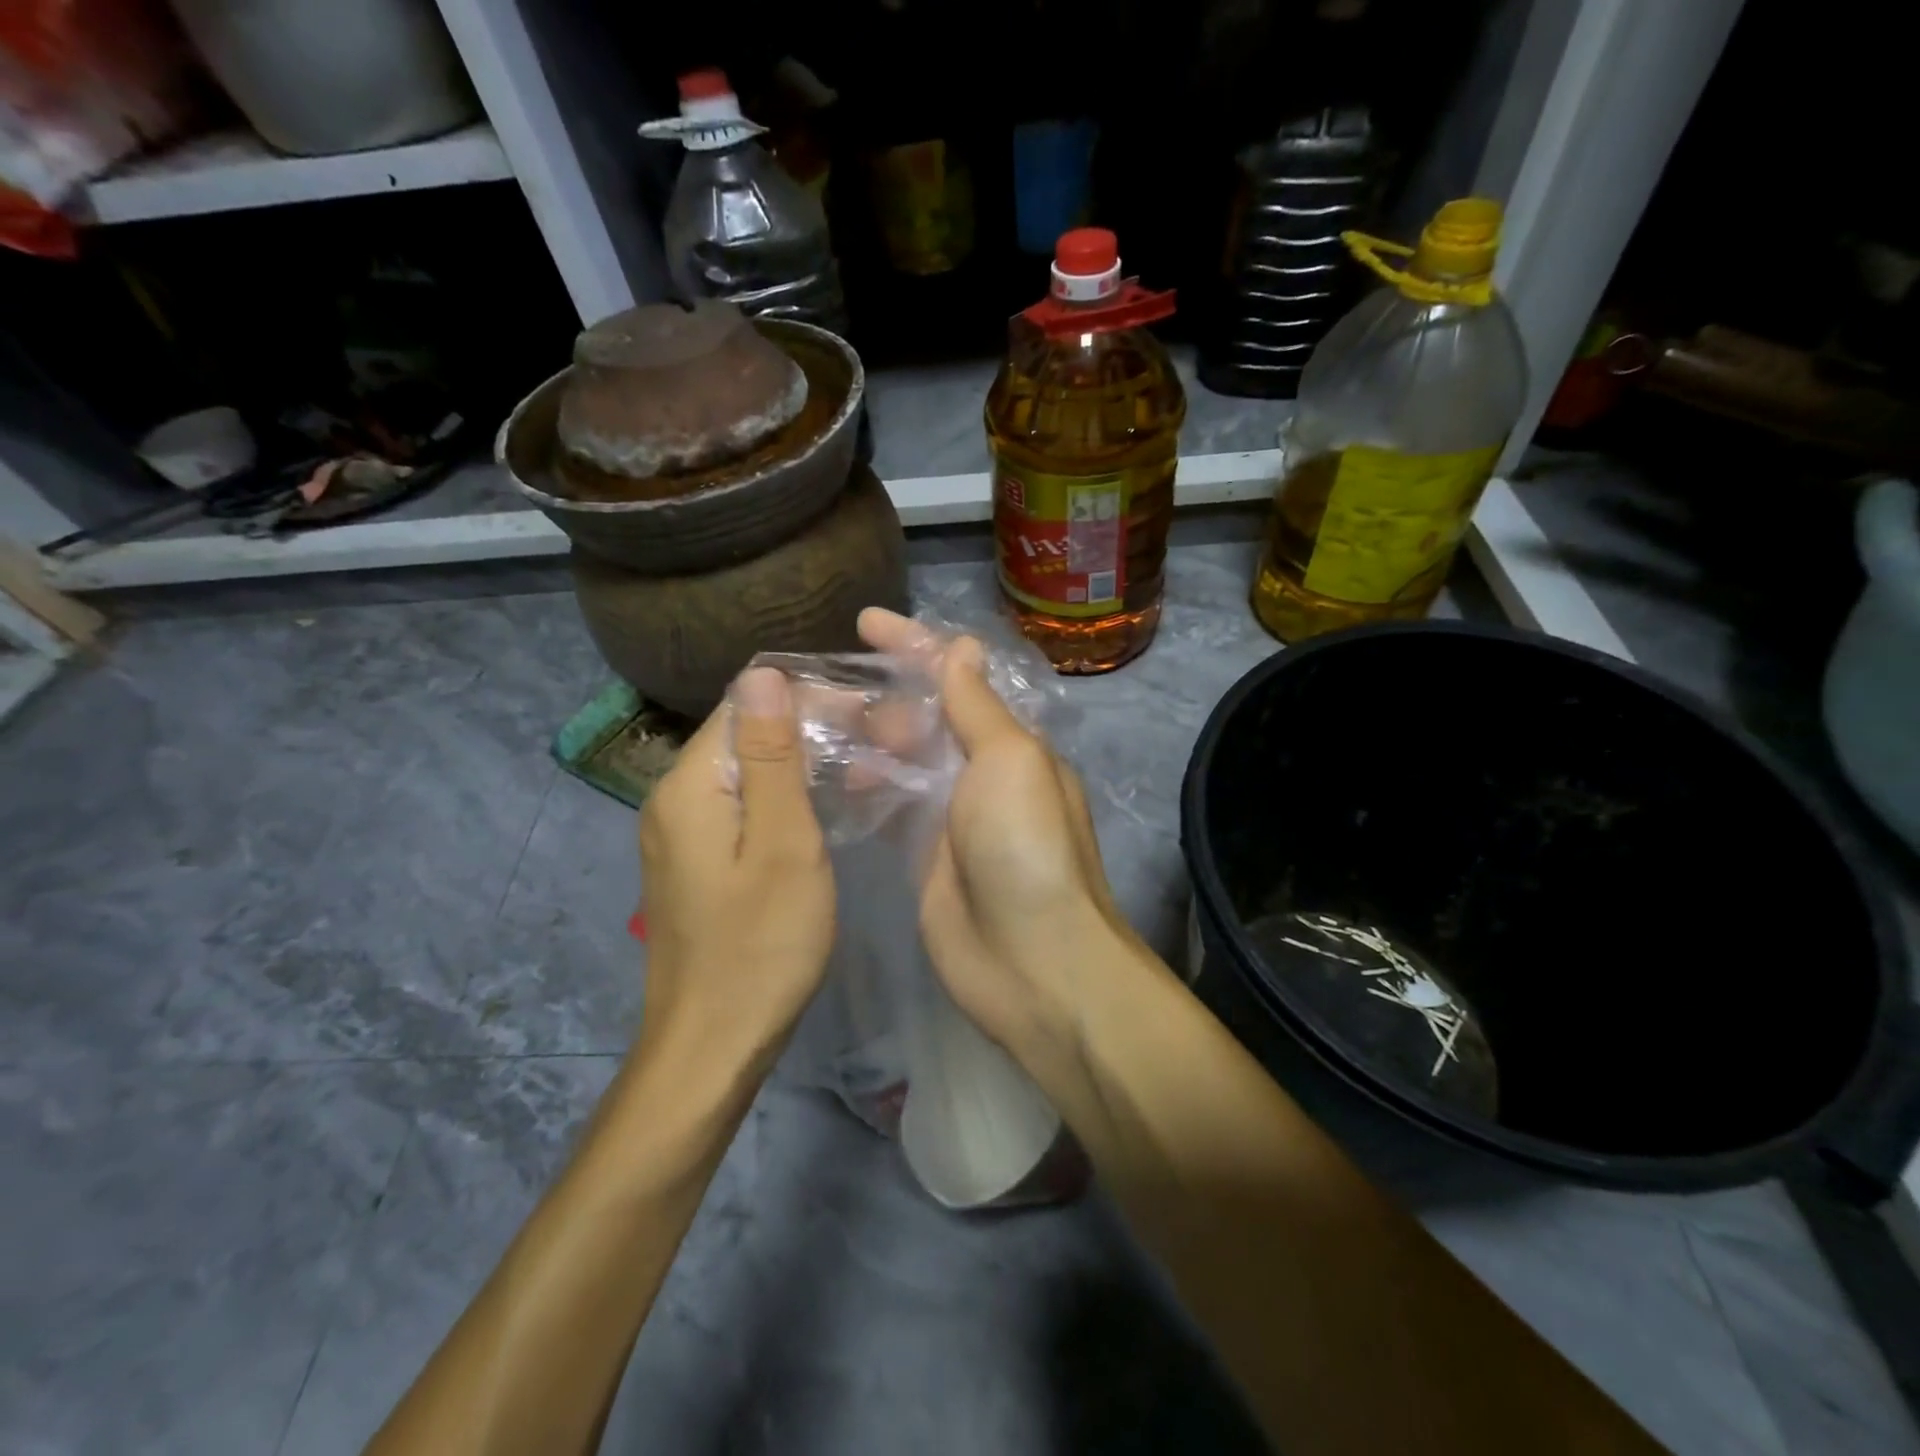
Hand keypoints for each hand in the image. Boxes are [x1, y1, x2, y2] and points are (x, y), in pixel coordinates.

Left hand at [637, 667, 833, 1078]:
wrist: (713, 1045)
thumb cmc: (761, 945)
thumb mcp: (783, 843)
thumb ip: (771, 756)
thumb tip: (764, 673)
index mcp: (689, 785)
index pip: (746, 705)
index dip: (809, 698)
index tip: (870, 711)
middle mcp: (674, 799)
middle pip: (744, 736)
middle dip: (812, 729)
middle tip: (881, 742)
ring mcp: (681, 834)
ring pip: (747, 773)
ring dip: (804, 764)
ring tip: (868, 770)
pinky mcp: (697, 863)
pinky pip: (742, 809)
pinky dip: (786, 800)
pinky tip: (828, 809)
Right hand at [856, 609, 1131, 1060]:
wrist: (1031, 961)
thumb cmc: (1026, 848)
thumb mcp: (1011, 761)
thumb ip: (978, 706)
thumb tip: (963, 647)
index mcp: (1010, 742)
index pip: (959, 678)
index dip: (915, 645)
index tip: (866, 622)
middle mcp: (981, 772)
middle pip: (925, 717)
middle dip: (883, 697)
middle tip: (826, 692)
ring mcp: (951, 815)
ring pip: (902, 759)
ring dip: (867, 739)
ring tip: (816, 727)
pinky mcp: (923, 855)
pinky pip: (890, 804)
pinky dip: (864, 784)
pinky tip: (829, 775)